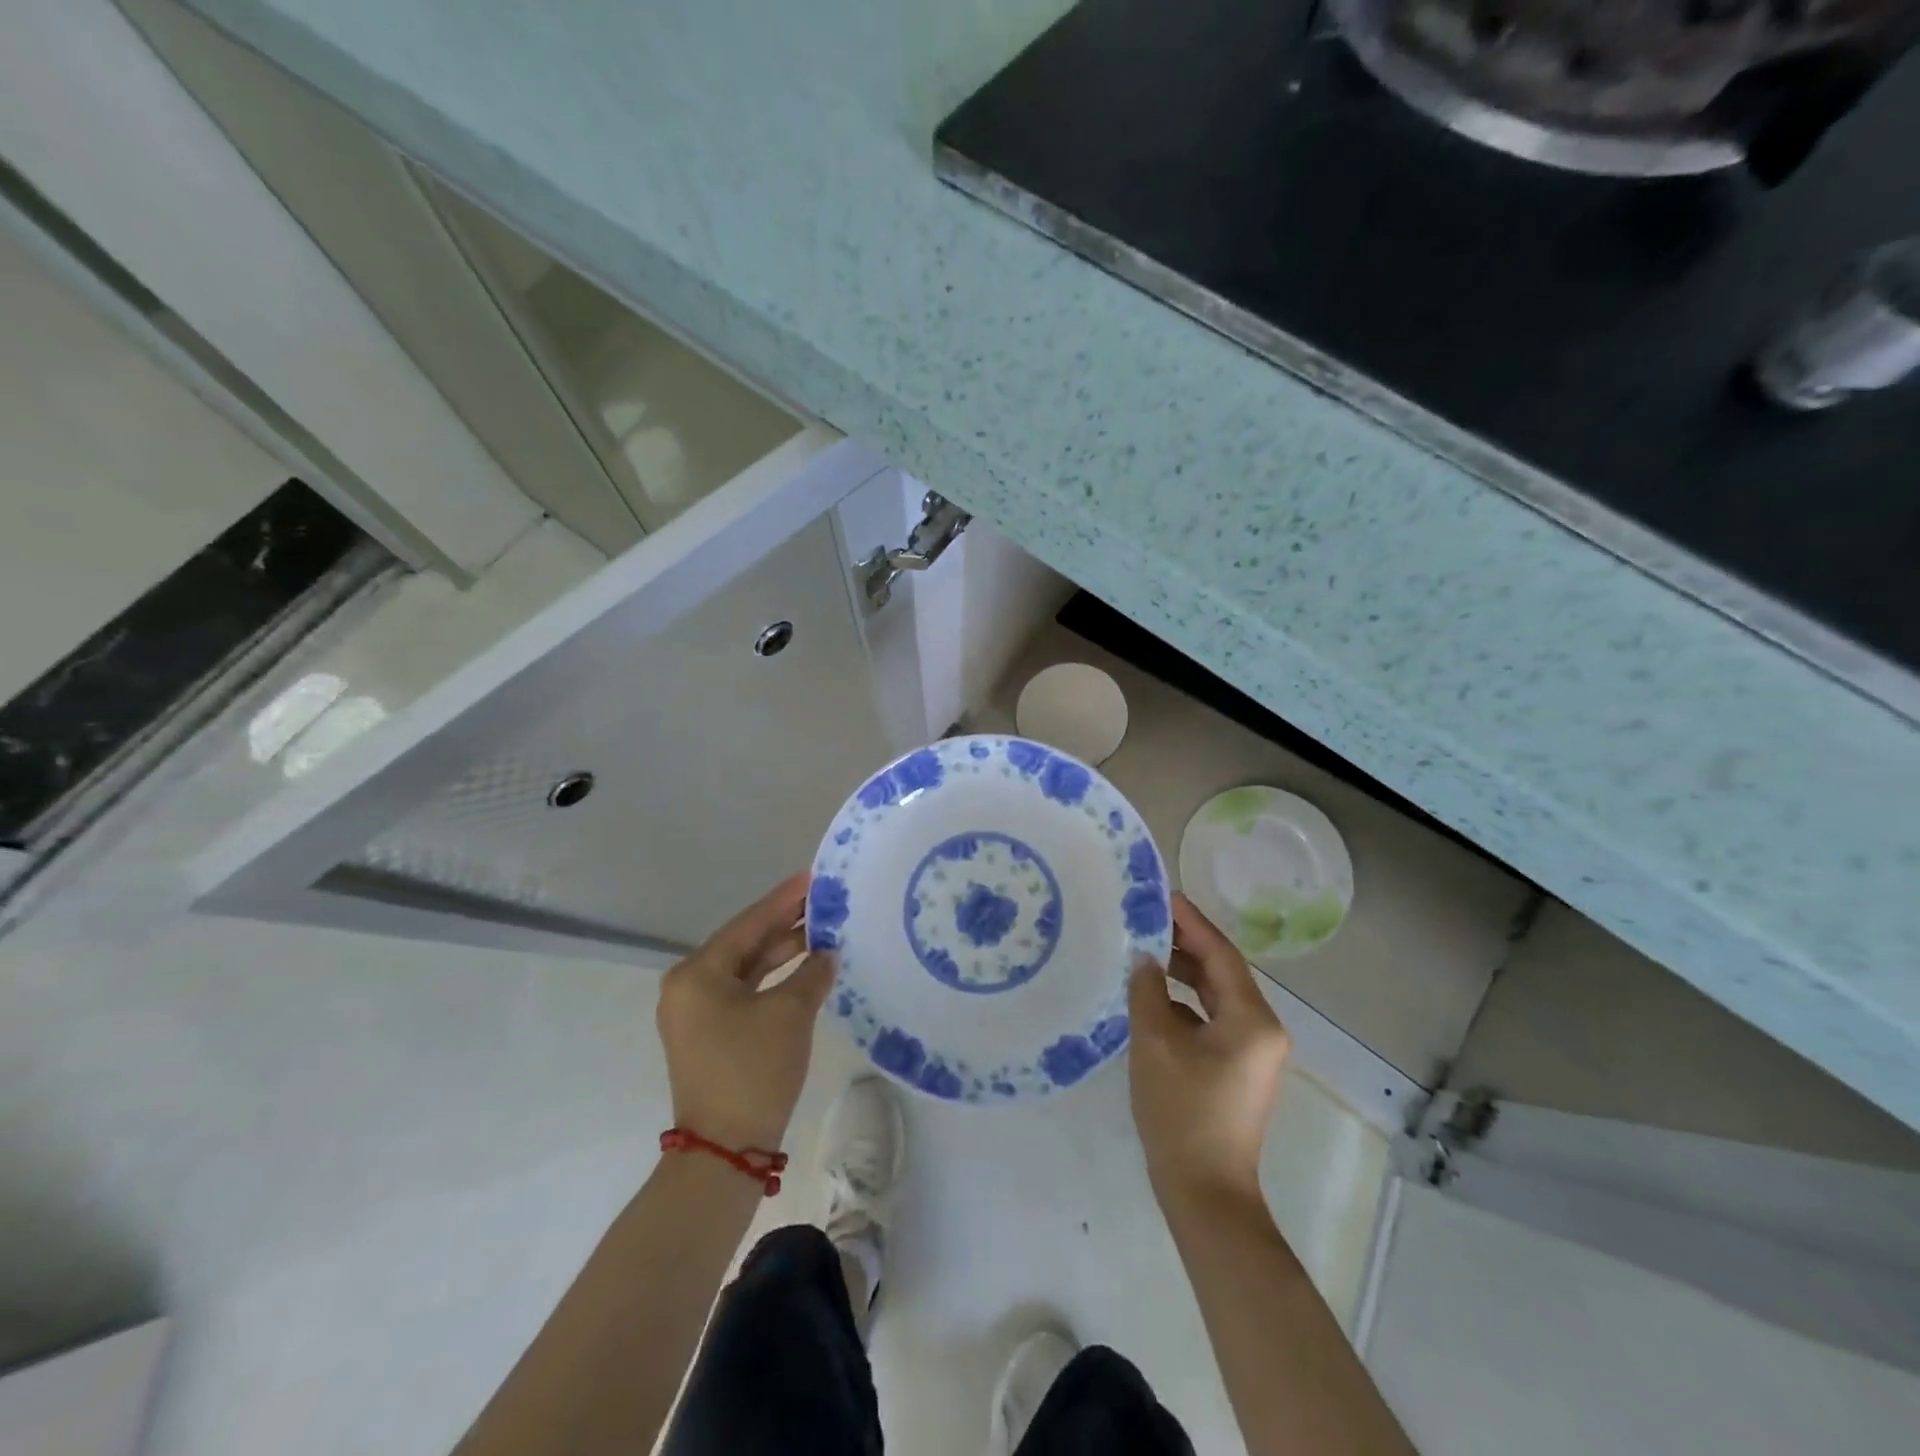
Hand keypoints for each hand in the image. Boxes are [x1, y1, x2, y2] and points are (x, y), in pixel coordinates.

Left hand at [656, 873, 835, 1151]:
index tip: (813, 877)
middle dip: (786, 924)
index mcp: (697, 974)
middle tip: (824, 902)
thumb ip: (812, 973)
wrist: (726, 1150)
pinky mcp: (710, 1033)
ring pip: (747, 968)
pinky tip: (806, 968)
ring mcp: (697, 1012)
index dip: (784, 900)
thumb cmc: (753, 1070)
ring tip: (823, 931)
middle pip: (746, 943)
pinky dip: (774, 980)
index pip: (749, 924)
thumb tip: (826, 954)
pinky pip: (746, 992)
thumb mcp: (790, 1014)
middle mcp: (689, 986)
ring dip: (783, 952)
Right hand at [1128, 894, 1291, 1207]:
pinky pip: (1213, 1019)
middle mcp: (1263, 1028)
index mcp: (1253, 1019)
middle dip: (1186, 944)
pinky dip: (1186, 1003)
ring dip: (1184, 974)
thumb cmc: (1182, 1112)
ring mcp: (1254, 1050)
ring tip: (1145, 951)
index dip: (1192, 922)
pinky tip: (1154, 997)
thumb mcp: (1155, 1043)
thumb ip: (1148, 991)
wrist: (1205, 1193)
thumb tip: (1143, 958)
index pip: (1221, 954)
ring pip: (1217, 996)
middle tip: (1147, 919)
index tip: (1163, 895)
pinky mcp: (1240, 1067)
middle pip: (1223, 972)